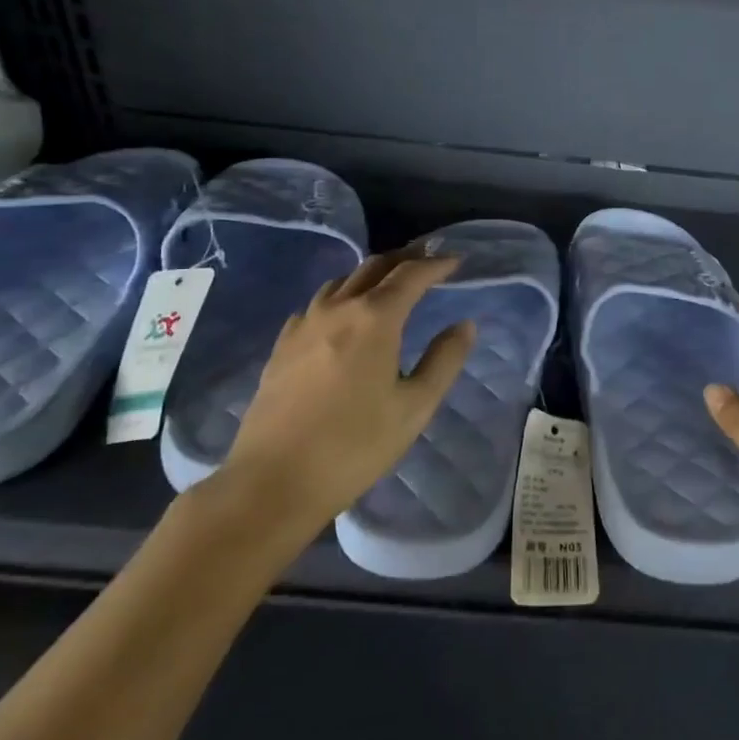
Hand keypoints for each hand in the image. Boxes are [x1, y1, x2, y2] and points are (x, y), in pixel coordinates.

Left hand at [202, 250, 475, 553]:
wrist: (274, 481)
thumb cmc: (355, 445)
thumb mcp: (415, 407)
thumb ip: (444, 360)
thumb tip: (464, 325)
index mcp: (375, 319)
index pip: (411, 275)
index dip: (437, 264)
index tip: (456, 260)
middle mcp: (337, 309)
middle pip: (374, 267)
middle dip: (405, 258)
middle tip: (427, 259)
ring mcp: (303, 324)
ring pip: (341, 281)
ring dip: (370, 273)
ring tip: (388, 282)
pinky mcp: (282, 345)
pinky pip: (316, 304)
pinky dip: (340, 296)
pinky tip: (342, 315)